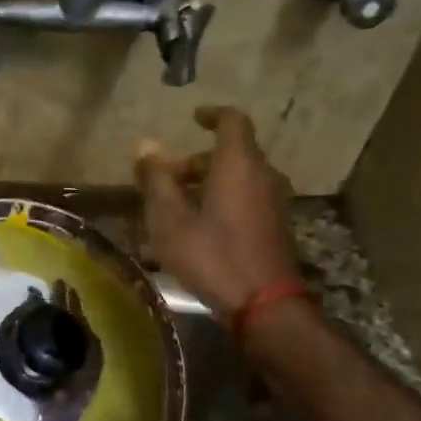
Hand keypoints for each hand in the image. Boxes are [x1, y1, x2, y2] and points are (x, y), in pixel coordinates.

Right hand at [136, 106, 302, 322]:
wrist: (264, 305)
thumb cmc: (212, 256)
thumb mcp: (171, 220)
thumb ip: (156, 180)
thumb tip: (145, 146)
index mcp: (238, 164)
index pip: (232, 120)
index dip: (212, 115)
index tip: (192, 118)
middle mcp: (262, 175)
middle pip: (231, 153)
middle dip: (195, 161)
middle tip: (164, 179)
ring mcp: (273, 202)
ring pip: (237, 179)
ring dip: (206, 184)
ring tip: (174, 208)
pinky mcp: (275, 227)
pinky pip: (245, 200)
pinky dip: (220, 202)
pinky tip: (196, 230)